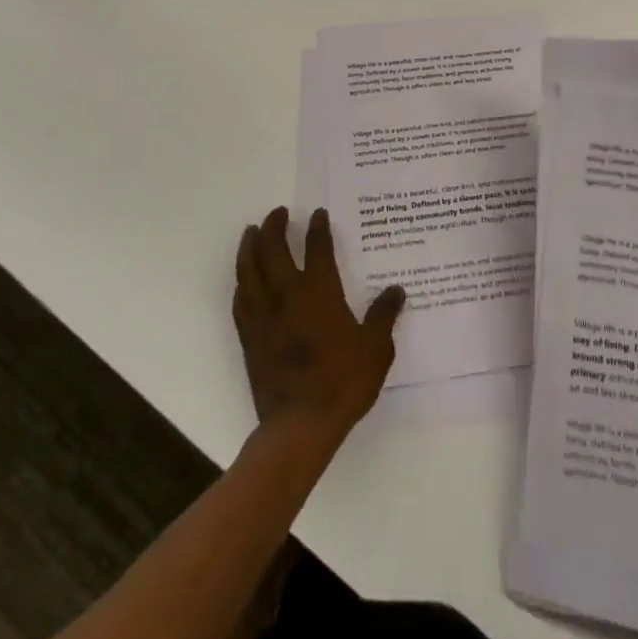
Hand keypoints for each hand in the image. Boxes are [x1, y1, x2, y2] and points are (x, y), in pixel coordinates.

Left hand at [232, 207, 404, 449]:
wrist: (299, 426)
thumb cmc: (342, 382)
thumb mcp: (376, 349)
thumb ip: (384, 316)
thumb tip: (396, 290)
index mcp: (319, 292)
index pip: (317, 248)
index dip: (317, 228)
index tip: (318, 214)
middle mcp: (287, 295)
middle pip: (273, 249)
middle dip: (275, 226)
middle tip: (278, 213)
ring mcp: (264, 316)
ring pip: (249, 270)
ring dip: (250, 247)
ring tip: (252, 232)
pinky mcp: (249, 337)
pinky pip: (241, 300)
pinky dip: (242, 282)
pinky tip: (244, 280)